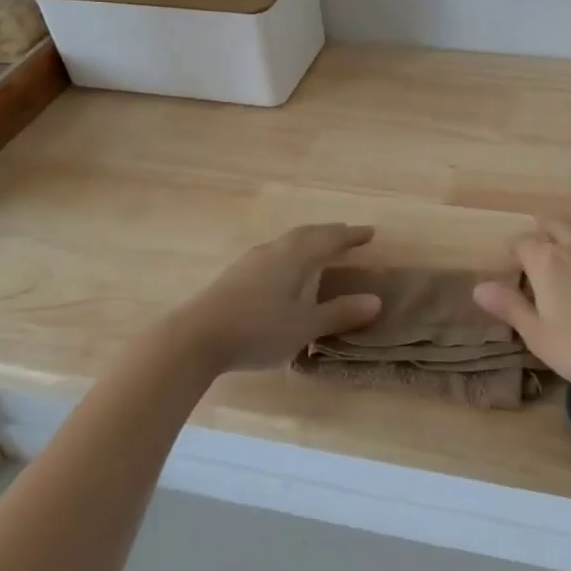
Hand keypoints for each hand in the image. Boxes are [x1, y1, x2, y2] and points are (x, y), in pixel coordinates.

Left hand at [167, 224, 383, 372]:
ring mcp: (251, 261)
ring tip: (320, 251)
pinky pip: (274, 254)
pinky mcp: (235, 275)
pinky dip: (291, 255)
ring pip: (288, 242)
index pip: (330, 238)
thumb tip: (376, 300)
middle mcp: (274, 250)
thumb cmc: (257, 329)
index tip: (370, 233)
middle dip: (330, 234)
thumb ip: (338, 313)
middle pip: (307, 234)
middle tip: (348, 236)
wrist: (194, 338)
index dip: (351, 235)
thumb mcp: (303, 326)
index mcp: (295, 256)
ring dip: (308, 242)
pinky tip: (286, 272)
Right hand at [472, 212, 570, 389]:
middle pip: (555, 224)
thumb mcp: (538, 334)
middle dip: (542, 226)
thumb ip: (509, 307)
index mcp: (546, 262)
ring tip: (566, 216)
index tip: (510, 264)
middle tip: (535, 231)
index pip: (522, 243)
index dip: (513, 250)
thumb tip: (478, 287)